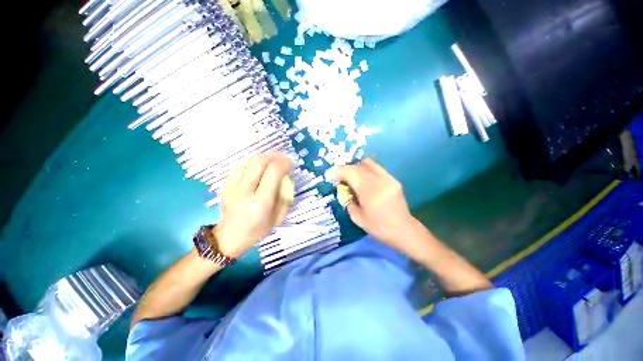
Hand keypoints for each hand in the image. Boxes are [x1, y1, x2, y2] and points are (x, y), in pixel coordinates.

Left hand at [215, 152, 292, 257]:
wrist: (229, 237)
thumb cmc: (258, 230)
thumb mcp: (279, 218)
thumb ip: (285, 196)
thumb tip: (287, 176)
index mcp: (261, 203)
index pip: (273, 173)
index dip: (284, 163)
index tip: (290, 163)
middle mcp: (244, 193)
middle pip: (259, 162)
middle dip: (274, 156)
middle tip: (282, 159)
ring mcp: (231, 188)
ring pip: (248, 162)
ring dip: (263, 159)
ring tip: (271, 162)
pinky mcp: (224, 186)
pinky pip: (238, 166)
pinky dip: (250, 163)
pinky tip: (256, 168)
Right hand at [335, 159, 415, 250]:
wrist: (404, 230)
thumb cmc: (379, 228)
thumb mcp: (357, 218)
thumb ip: (348, 202)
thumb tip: (344, 191)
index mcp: (369, 191)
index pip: (351, 172)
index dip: (339, 172)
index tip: (333, 177)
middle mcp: (379, 180)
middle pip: (359, 166)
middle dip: (347, 170)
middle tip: (342, 179)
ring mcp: (388, 178)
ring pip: (368, 163)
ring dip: (357, 168)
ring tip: (353, 178)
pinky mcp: (393, 179)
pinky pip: (376, 168)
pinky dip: (366, 171)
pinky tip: (365, 181)